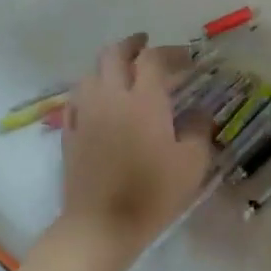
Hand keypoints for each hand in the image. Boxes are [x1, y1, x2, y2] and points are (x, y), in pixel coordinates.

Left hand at [59, 34, 213, 263]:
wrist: (102, 225)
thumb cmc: (153, 193)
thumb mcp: (193, 163)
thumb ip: (199, 130)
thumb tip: (200, 112)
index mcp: (144, 100)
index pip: (154, 60)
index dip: (172, 53)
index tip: (188, 59)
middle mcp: (111, 97)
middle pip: (114, 54)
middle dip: (133, 45)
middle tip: (147, 46)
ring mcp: (86, 114)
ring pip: (91, 72)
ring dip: (109, 64)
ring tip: (124, 71)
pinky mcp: (70, 133)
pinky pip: (77, 98)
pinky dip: (91, 88)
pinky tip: (100, 99)